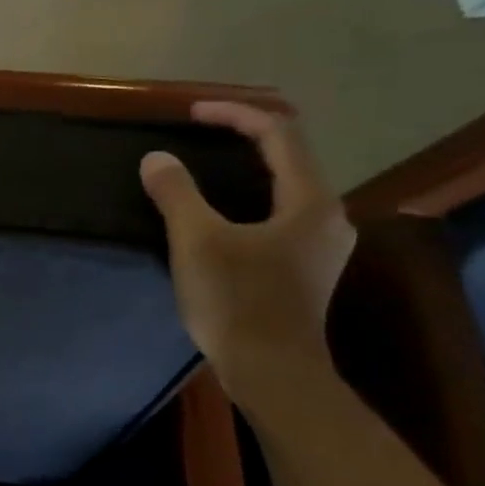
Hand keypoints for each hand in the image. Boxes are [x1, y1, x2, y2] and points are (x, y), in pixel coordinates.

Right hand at [140, 102, 356, 400]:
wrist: (273, 372)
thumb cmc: (237, 302)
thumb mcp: (196, 241)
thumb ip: (176, 193)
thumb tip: (156, 159)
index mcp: (310, 201)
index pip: (279, 134)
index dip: (235, 114)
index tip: (191, 113)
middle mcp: (328, 215)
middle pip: (289, 156)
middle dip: (243, 136)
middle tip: (198, 133)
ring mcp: (321, 243)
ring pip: (285, 185)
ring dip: (246, 167)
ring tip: (204, 166)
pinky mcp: (306, 265)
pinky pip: (280, 210)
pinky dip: (250, 195)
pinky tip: (221, 210)